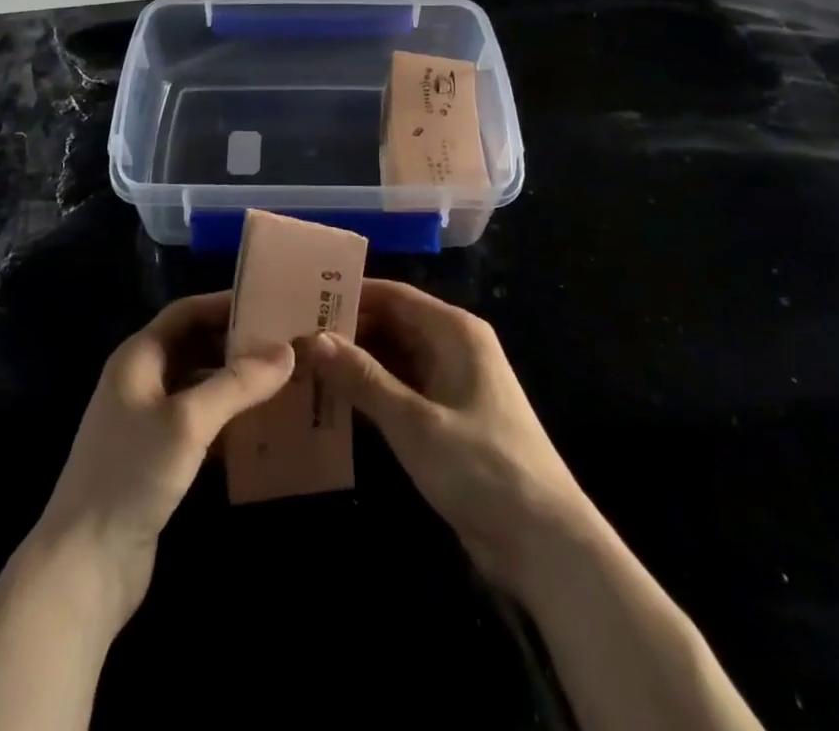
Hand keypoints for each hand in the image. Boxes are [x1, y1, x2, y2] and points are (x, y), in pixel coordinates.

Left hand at [32, 291, 293, 627]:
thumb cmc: (131, 474)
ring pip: (200, 384)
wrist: (84, 565)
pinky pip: (201, 421)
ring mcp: (148, 420)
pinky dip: (229, 417)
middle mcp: (141, 380)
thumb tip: (286, 351)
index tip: (272, 303)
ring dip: (236, 382)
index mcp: (138, 357)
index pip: (186, 312)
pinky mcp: (158, 457)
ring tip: (284, 380)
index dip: (225, 303)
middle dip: (237, 343)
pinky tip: (263, 426)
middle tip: (287, 343)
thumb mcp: (187, 421)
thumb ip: (237, 383)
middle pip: (195, 345)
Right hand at [304, 279, 601, 602]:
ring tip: (303, 365)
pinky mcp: (448, 418)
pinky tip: (334, 402)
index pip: (394, 296)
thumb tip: (314, 339)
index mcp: (454, 331)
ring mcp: (452, 383)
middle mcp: (454, 347)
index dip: (350, 294)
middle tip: (294, 336)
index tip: (304, 298)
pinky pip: (402, 390)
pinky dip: (372, 393)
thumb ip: (363, 378)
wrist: (545, 544)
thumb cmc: (482, 468)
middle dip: (348, 331)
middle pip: (392, 324)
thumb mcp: (414, 422)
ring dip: (356, 363)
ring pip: (394, 358)